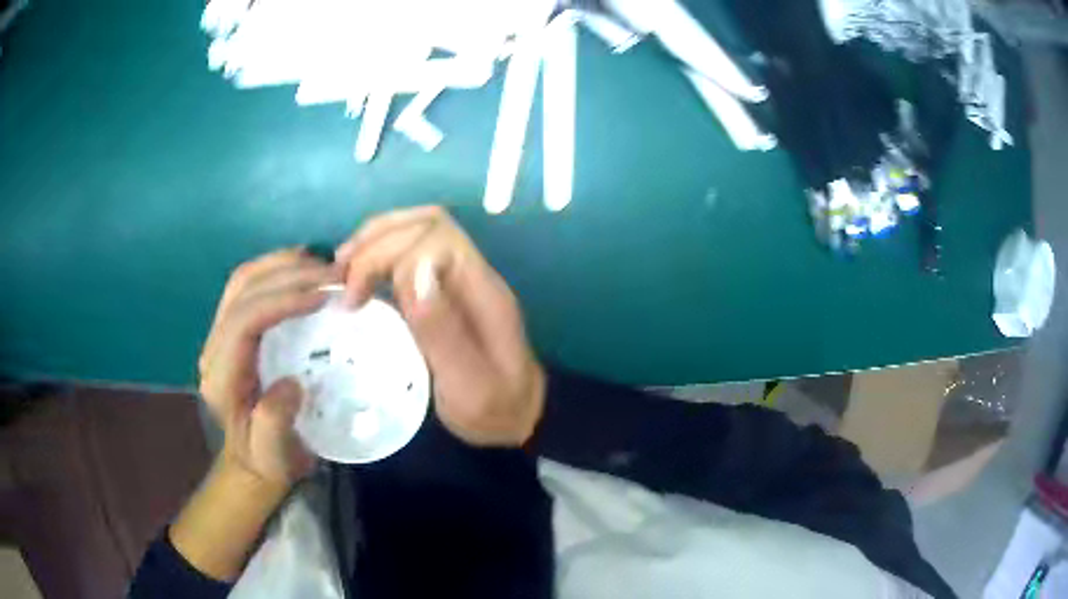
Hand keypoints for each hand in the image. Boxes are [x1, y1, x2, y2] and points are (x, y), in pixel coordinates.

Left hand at [198, 248, 338, 489]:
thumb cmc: (267, 461)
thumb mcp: (274, 457)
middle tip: (332, 273)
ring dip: (281, 264)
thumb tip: (291, 383)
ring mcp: (220, 335)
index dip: (280, 300)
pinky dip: (276, 270)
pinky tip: (302, 269)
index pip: (243, 322)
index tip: (322, 296)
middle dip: (287, 274)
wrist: (251, 462)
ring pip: (243, 281)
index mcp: (221, 378)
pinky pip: (249, 287)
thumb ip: (274, 423)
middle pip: (242, 291)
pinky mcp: (232, 330)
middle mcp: (214, 349)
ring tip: (321, 264)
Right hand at [335, 206, 545, 446]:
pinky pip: (413, 252)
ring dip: (376, 240)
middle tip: (340, 276)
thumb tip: (413, 270)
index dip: (389, 256)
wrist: (520, 416)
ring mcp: (461, 278)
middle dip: (376, 241)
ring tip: (342, 269)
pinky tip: (359, 276)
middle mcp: (473, 274)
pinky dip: (381, 254)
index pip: (436, 239)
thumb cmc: (493, 409)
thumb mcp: (469, 385)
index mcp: (482, 291)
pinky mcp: (446, 289)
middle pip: (427, 224)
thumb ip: (442, 332)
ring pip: (420, 230)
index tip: (357, 297)